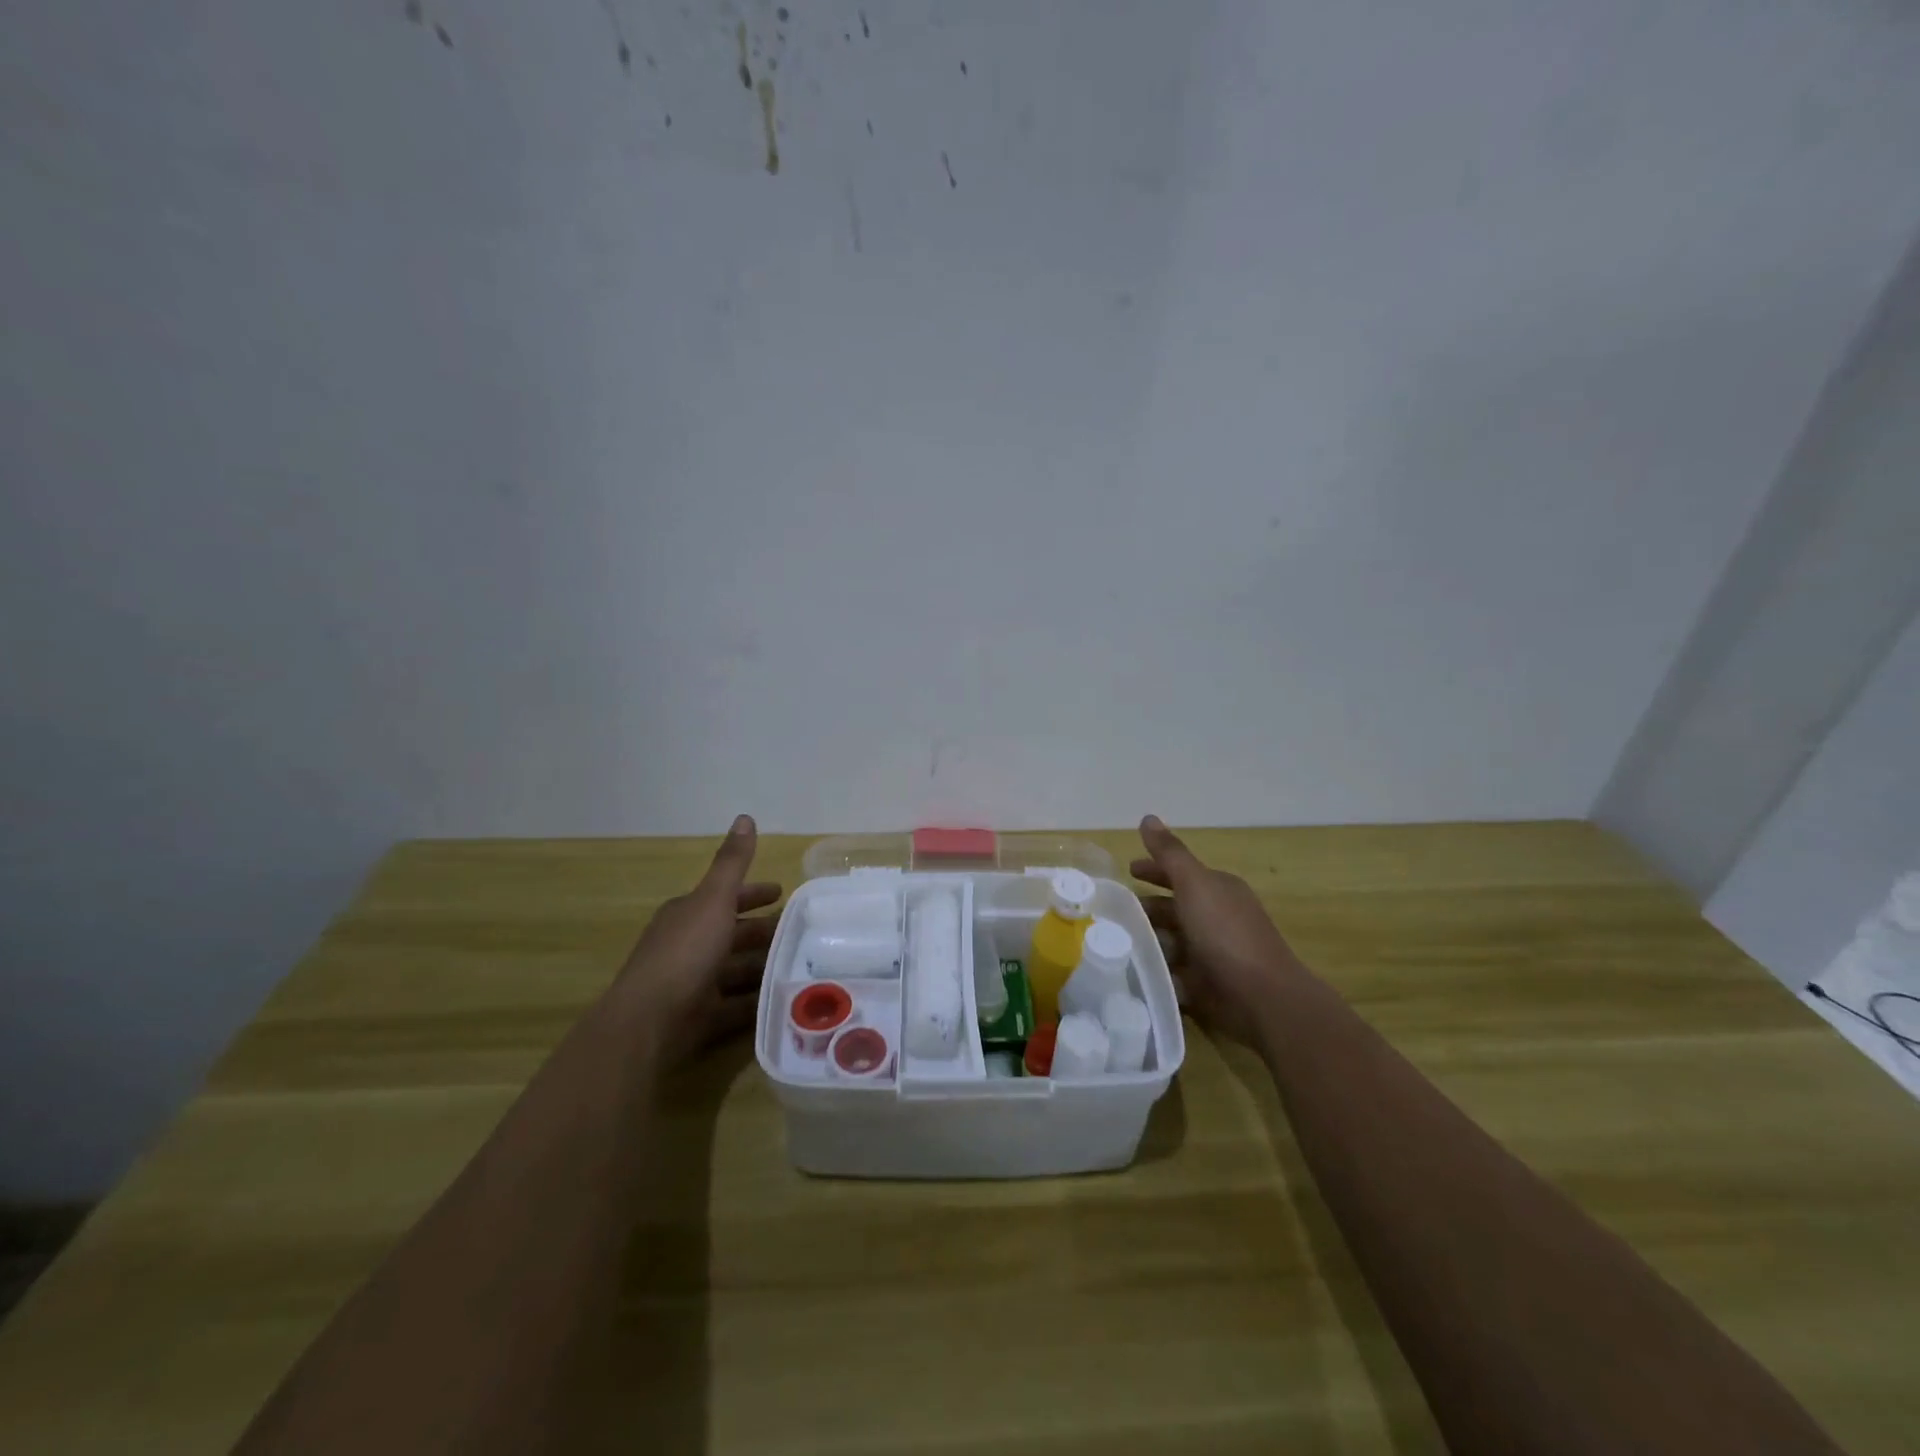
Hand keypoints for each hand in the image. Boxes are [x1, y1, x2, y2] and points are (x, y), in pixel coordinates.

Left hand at [615, 814, 781, 1062]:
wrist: (649, 1021)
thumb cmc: (685, 952)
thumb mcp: (714, 899)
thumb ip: (732, 862)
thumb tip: (745, 816)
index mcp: (689, 914)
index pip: (726, 897)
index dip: (754, 893)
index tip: (782, 893)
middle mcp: (689, 945)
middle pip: (733, 934)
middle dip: (764, 931)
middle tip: (801, 932)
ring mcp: (693, 982)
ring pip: (736, 969)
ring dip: (763, 966)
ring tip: (801, 964)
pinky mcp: (700, 1017)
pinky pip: (736, 1005)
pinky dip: (757, 1001)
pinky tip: (783, 999)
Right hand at [1131, 815, 1301, 1044]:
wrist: (1262, 998)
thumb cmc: (1225, 933)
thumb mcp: (1194, 883)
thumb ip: (1169, 853)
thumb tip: (1148, 817)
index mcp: (1218, 890)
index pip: (1179, 873)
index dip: (1154, 870)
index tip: (1128, 871)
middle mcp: (1217, 918)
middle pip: (1174, 908)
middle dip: (1146, 909)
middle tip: (1111, 912)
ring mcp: (1212, 953)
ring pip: (1172, 942)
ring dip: (1148, 942)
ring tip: (1113, 944)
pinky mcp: (1207, 985)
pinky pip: (1175, 974)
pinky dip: (1158, 972)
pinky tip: (1133, 973)